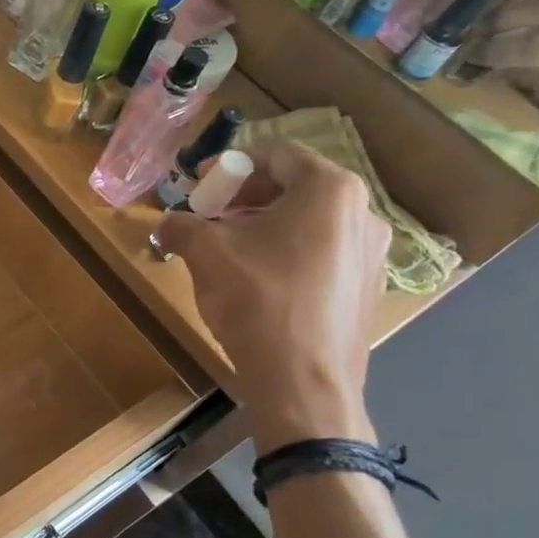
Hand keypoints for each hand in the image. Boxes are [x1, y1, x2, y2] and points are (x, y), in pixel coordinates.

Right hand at [154, 142, 387, 450]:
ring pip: (308, 221)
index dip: (230, 165)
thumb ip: (182, 225)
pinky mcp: (367, 288)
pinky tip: (257, 281)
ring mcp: (371, 253)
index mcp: (330, 190)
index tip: (199, 185)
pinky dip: (286, 252)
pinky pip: (322, 252)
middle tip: (209, 217)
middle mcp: (363, 213)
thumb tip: (167, 223)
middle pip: (294, 186)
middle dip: (244, 197)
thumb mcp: (206, 254)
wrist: (304, 384)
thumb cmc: (259, 302)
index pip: (277, 154)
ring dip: (262, 226)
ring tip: (227, 251)